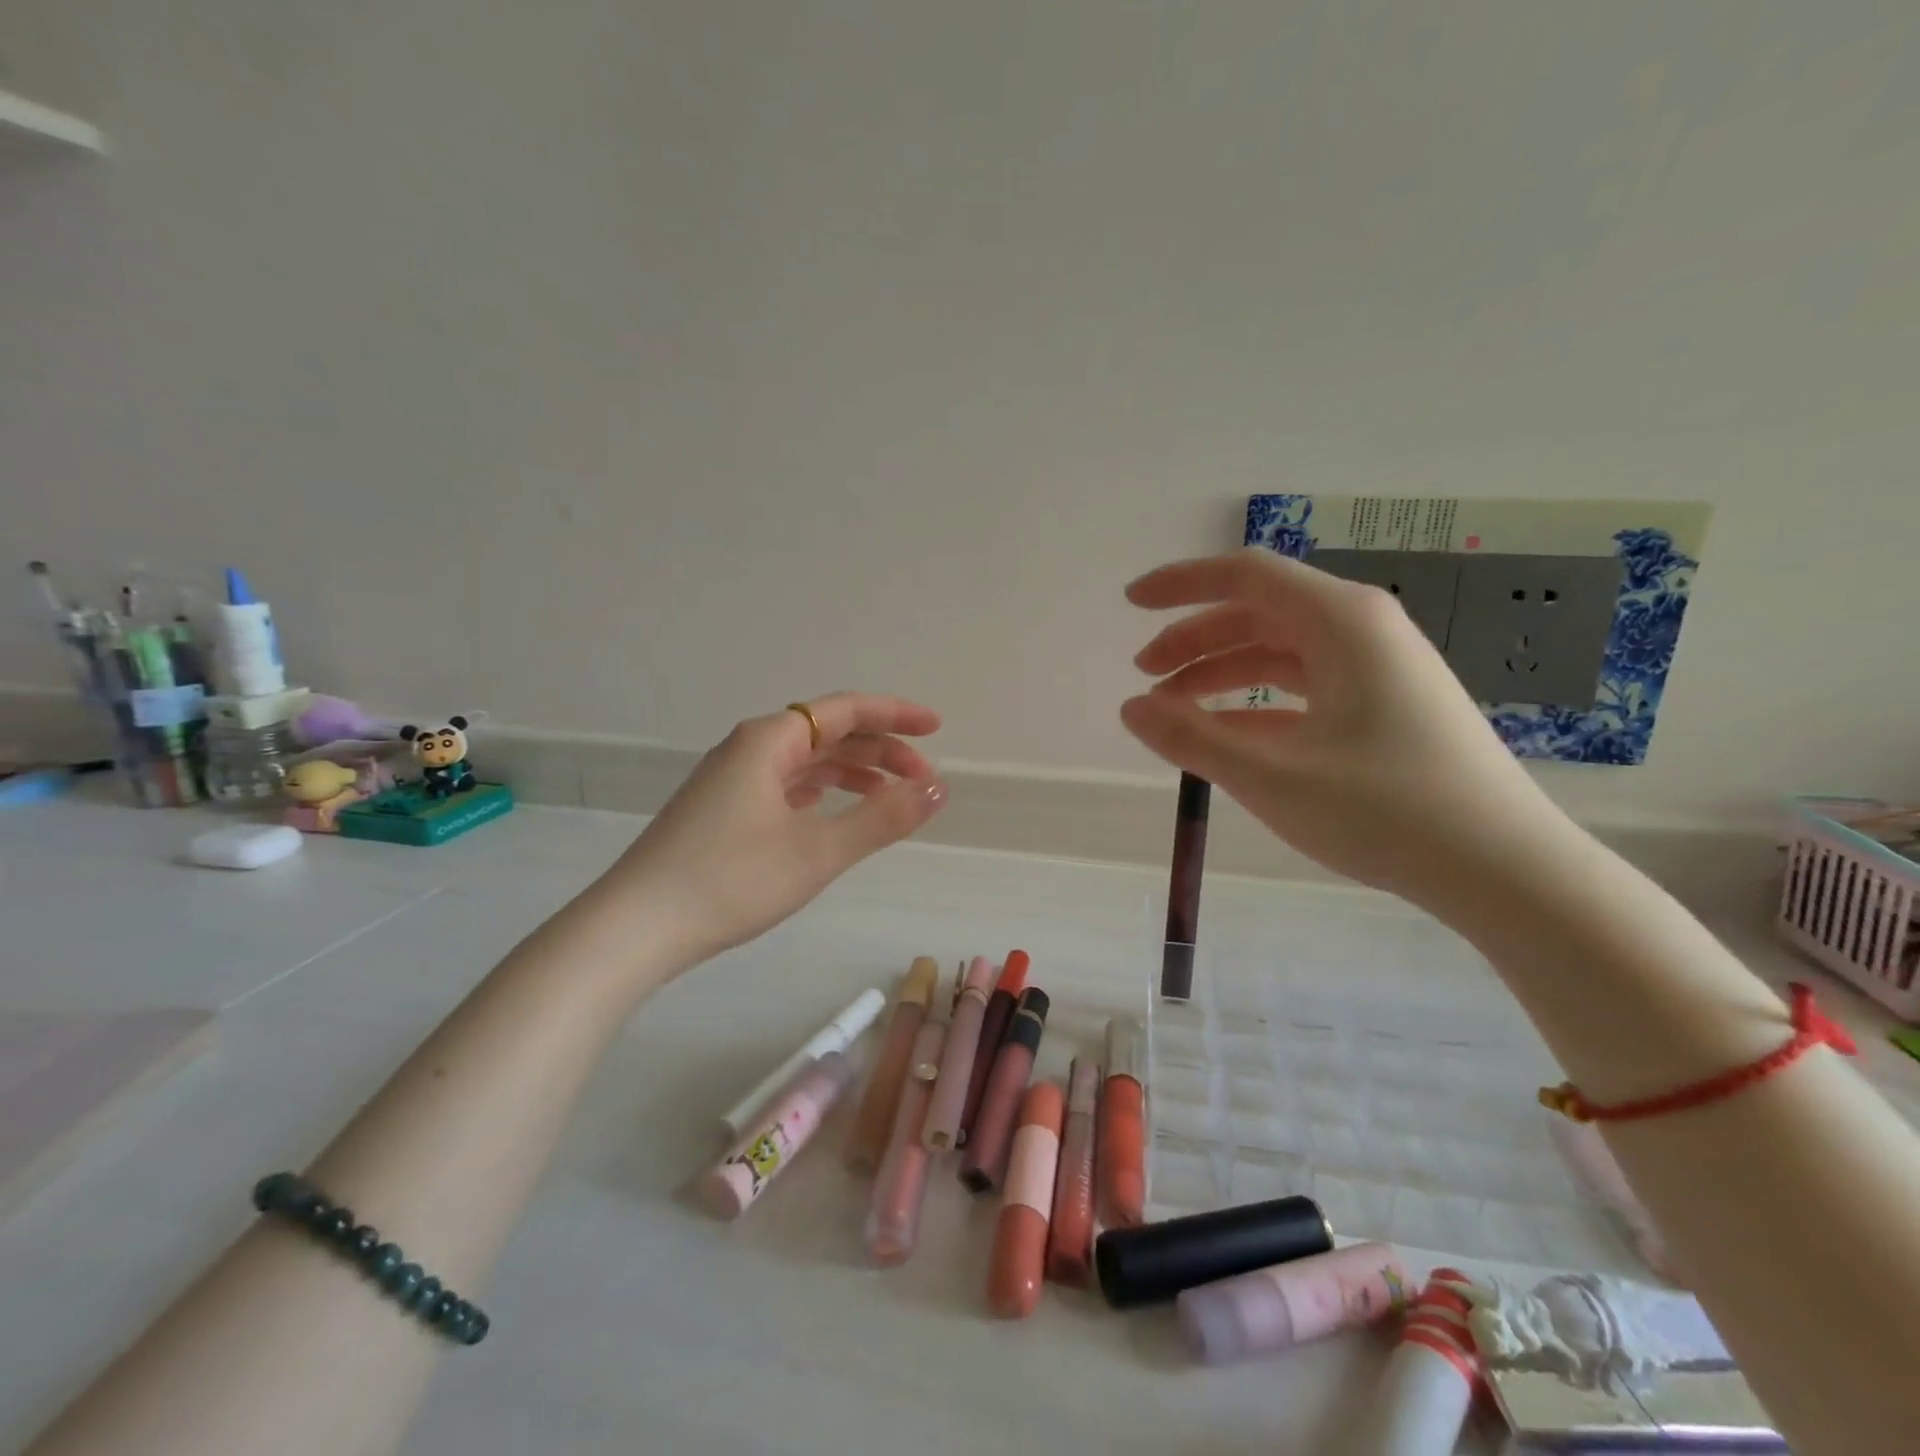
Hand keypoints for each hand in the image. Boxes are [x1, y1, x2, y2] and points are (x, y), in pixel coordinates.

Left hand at [609, 693, 946, 963]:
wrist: (635, 927)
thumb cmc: (730, 880)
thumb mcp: (818, 850)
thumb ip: (882, 817)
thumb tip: (938, 788)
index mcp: (770, 740)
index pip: (846, 710)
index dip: (895, 715)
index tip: (937, 728)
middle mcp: (749, 748)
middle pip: (827, 733)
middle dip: (879, 749)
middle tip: (922, 778)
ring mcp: (730, 780)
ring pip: (805, 761)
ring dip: (852, 771)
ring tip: (889, 795)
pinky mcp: (721, 810)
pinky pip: (784, 784)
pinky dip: (820, 790)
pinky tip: (830, 806)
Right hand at [1121, 549, 1569, 904]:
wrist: (1503, 869)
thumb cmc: (1385, 811)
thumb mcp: (1270, 775)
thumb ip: (1190, 737)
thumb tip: (1130, 708)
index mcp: (1341, 622)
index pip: (1246, 576)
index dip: (1181, 584)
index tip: (1131, 603)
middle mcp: (1362, 631)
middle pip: (1259, 613)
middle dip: (1194, 639)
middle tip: (1145, 675)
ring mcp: (1379, 669)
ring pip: (1280, 652)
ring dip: (1222, 672)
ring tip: (1173, 708)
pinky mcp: (1386, 706)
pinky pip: (1305, 687)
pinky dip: (1257, 703)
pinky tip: (1226, 735)